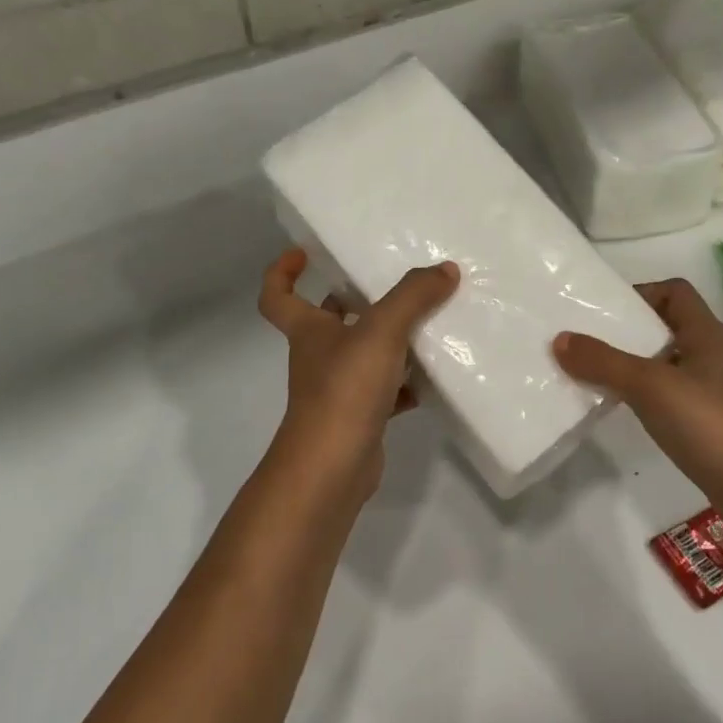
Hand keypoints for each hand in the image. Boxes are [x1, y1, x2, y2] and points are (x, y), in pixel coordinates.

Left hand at [257, 248, 459, 500]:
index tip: (303, 254)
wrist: (332, 468)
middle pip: (328, 321)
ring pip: (362, 355)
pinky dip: (407, 383)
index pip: (277, 295)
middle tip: (389, 284)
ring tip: (427, 323)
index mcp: (308, 330)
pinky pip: (385, 390)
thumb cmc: (344, 390)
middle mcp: (318, 356)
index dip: (283, 272)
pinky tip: (435, 376)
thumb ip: (413, 296)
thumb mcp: (381, 331)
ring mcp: (338, 390)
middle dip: (352, 300)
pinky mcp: (360, 417)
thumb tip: (445, 269)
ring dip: (389, 341)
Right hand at [554, 278, 722, 515]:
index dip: (640, 293)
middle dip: (626, 332)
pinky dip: (642, 396)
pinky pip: (667, 396)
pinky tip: (621, 409)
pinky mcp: (707, 425)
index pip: (674, 292)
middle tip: (586, 341)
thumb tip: (559, 339)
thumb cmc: (711, 424)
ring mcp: (711, 393)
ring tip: (593, 374)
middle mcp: (711, 357)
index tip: (603, 312)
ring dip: (631, 365)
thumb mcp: (650, 385)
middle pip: (665, 327)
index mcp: (706, 334)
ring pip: (664, 364)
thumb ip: (604, 362)